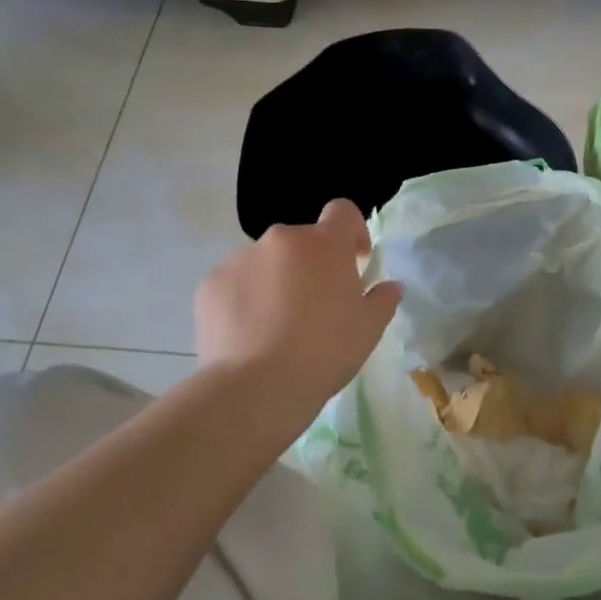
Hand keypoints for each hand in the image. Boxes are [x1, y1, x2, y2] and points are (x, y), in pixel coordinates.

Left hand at [196, 199, 402, 413]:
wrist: (256, 388)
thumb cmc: (324, 352)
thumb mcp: (368, 329)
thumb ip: (383, 299)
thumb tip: (390, 286)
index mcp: (324, 244)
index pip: (343, 211)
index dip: (353, 231)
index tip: (355, 262)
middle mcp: (281, 239)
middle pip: (303, 241)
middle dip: (312, 264)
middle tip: (316, 306)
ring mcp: (241, 258)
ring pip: (267, 261)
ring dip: (277, 280)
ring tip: (276, 326)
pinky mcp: (210, 283)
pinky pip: (236, 282)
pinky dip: (245, 298)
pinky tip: (249, 334)